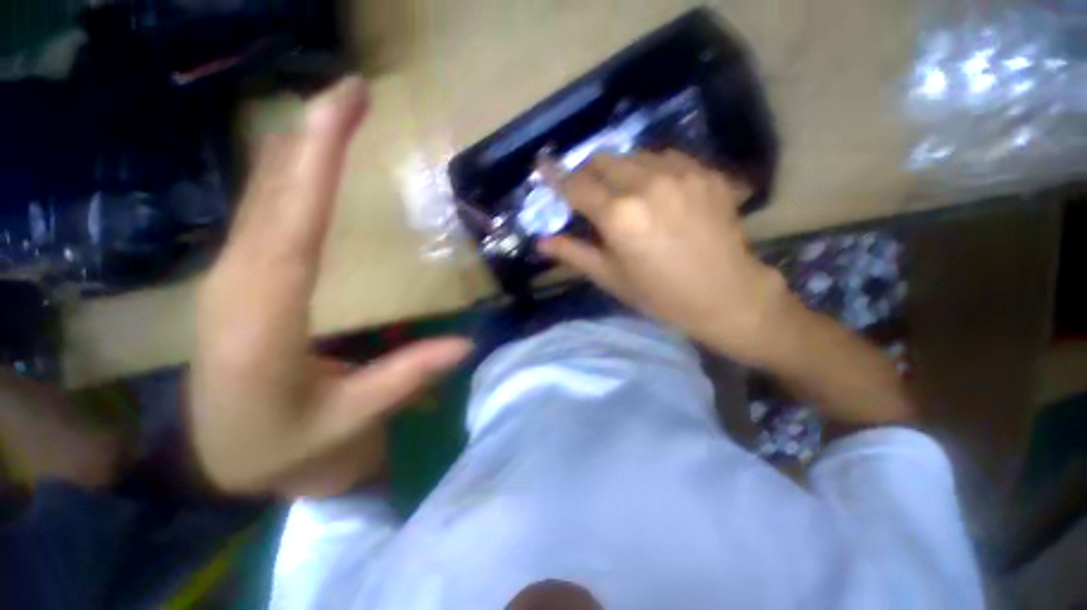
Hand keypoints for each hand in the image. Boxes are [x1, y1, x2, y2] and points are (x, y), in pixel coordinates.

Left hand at [191, 78, 471, 496]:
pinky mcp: (241, 280)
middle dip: (311, 135)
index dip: (320, 163)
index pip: (294, 223)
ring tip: (335, 111)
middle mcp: (239, 285)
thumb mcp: (350, 421)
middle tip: (351, 90)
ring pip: (263, 198)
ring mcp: (234, 278)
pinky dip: (287, 179)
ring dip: (300, 149)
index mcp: (264, 321)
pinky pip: (264, 216)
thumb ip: (407, 378)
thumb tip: (468, 344)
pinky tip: (304, 160)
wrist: (227, 460)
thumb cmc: (285, 447)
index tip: (345, 108)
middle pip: (274, 194)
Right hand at [539, 151, 788, 364]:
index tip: (542, 164)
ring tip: (623, 193)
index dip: (555, 175)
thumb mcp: (611, 278)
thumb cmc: (660, 294)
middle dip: (587, 171)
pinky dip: (650, 169)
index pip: (576, 185)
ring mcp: (681, 173)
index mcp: (619, 216)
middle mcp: (647, 184)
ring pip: (634, 155)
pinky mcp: (706, 172)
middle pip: (603, 160)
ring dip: (619, 170)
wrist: (725, 295)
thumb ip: (574, 254)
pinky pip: (666, 158)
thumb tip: (541, 242)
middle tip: (587, 190)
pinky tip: (655, 190)